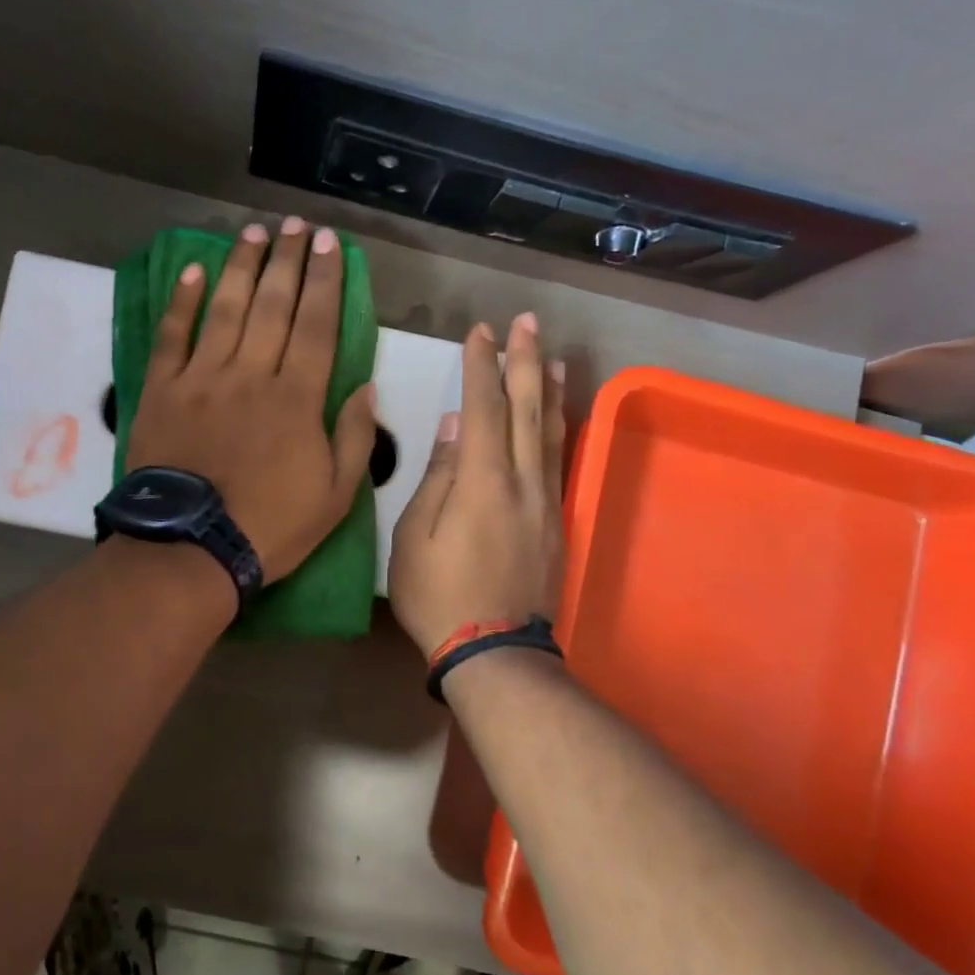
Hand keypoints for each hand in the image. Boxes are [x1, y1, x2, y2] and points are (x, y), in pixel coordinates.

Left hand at [126, 217, 376, 580]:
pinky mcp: (162, 390)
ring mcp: (202, 379)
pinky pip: (172, 336)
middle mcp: (251, 374)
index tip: (330, 245)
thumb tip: (366, 387)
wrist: (192, 549)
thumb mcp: (335, 496)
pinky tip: (193, 271)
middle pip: (273, 305)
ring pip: (225, 308)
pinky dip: (182, 301)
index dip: (325, 281)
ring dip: (241, 266)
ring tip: (254, 232)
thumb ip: (355, 438)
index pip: (317, 326)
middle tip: (296, 225)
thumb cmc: (270, 526)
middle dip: (288, 260)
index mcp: (297, 398)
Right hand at [389, 314, 566, 656]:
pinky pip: (558, 460)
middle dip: (525, 361)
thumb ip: (438, 476)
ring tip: (553, 355)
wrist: (494, 652)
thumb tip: (453, 425)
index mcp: (483, 481)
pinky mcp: (556, 522)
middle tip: (527, 322)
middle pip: (527, 409)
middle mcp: (523, 482)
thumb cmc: (439, 594)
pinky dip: (559, 428)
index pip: (483, 408)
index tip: (481, 332)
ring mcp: (546, 502)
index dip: (482, 366)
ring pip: (551, 432)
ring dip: (551, 389)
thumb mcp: (416, 536)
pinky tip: (557, 417)